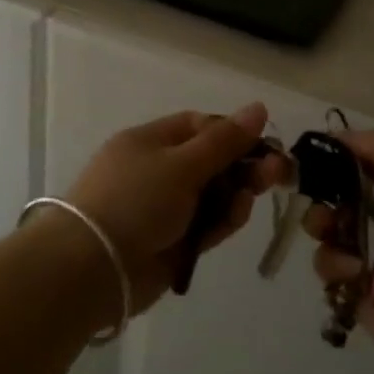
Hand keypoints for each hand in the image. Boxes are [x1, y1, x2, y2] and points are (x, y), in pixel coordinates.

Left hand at [65, 104, 291, 312]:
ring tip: (256, 193)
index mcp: (150, 140)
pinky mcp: (171, 242)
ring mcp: (163, 208)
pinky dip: (223, 218)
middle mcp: (156, 170)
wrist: (95, 266)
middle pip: (209, 161)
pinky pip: (205, 224)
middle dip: (243, 165)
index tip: (264, 142)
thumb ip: (223, 141)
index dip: (232, 132)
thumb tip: (258, 107)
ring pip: (211, 194)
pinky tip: (239, 213)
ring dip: (236, 192)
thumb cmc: (136, 200)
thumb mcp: (181, 164)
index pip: (198, 126)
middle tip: (278, 172)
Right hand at [311, 129, 373, 373]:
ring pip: (324, 226)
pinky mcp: (356, 285)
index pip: (359, 156)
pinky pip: (326, 264)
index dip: (333, 153)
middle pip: (333, 190)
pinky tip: (355, 275)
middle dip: (320, 192)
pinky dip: (335, 266)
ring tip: (336, 239)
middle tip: (318, 201)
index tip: (306, 154)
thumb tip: (338, 136)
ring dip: (324, 229)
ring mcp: (369, 250)